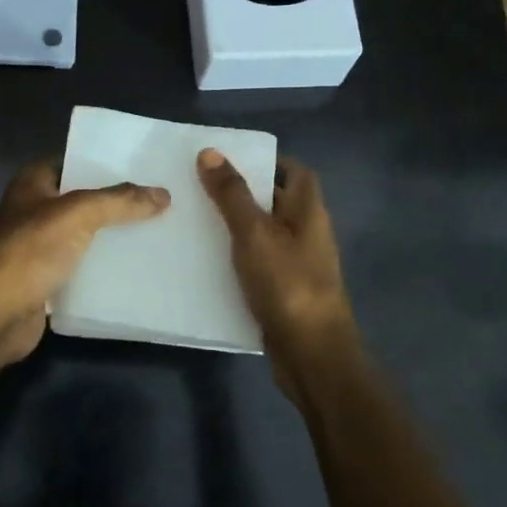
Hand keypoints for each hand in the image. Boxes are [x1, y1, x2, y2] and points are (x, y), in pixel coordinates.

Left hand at [0, 160, 170, 369]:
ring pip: (84, 235)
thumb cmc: (30, 251)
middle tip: (159, 201)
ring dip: (112, 236)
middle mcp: (33, 209)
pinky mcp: (45, 280)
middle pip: (82, 199)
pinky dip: (103, 268)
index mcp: (33, 182)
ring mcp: (38, 246)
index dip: (105, 162)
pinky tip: (135, 269)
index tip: (143, 167)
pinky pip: (82, 267)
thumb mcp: (78, 214)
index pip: (73, 161)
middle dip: (116, 202)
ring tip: (156, 232)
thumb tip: (163, 194)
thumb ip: (120, 201)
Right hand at [197, 148, 358, 406]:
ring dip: (236, 226)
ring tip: (195, 218)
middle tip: (200, 185)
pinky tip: (207, 260)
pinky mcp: (284, 292)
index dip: (268, 161)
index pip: (295, 171)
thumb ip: (232, 194)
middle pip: (276, 201)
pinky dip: (237, 258)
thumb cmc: (288, 284)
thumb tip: (210, 152)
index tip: (231, 158)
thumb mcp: (254, 232)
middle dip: (243, 192)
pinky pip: (258, 264)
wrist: (311, 355)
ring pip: (264, 234)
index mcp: (308, 211)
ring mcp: (297, 265)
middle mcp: (307, 233)